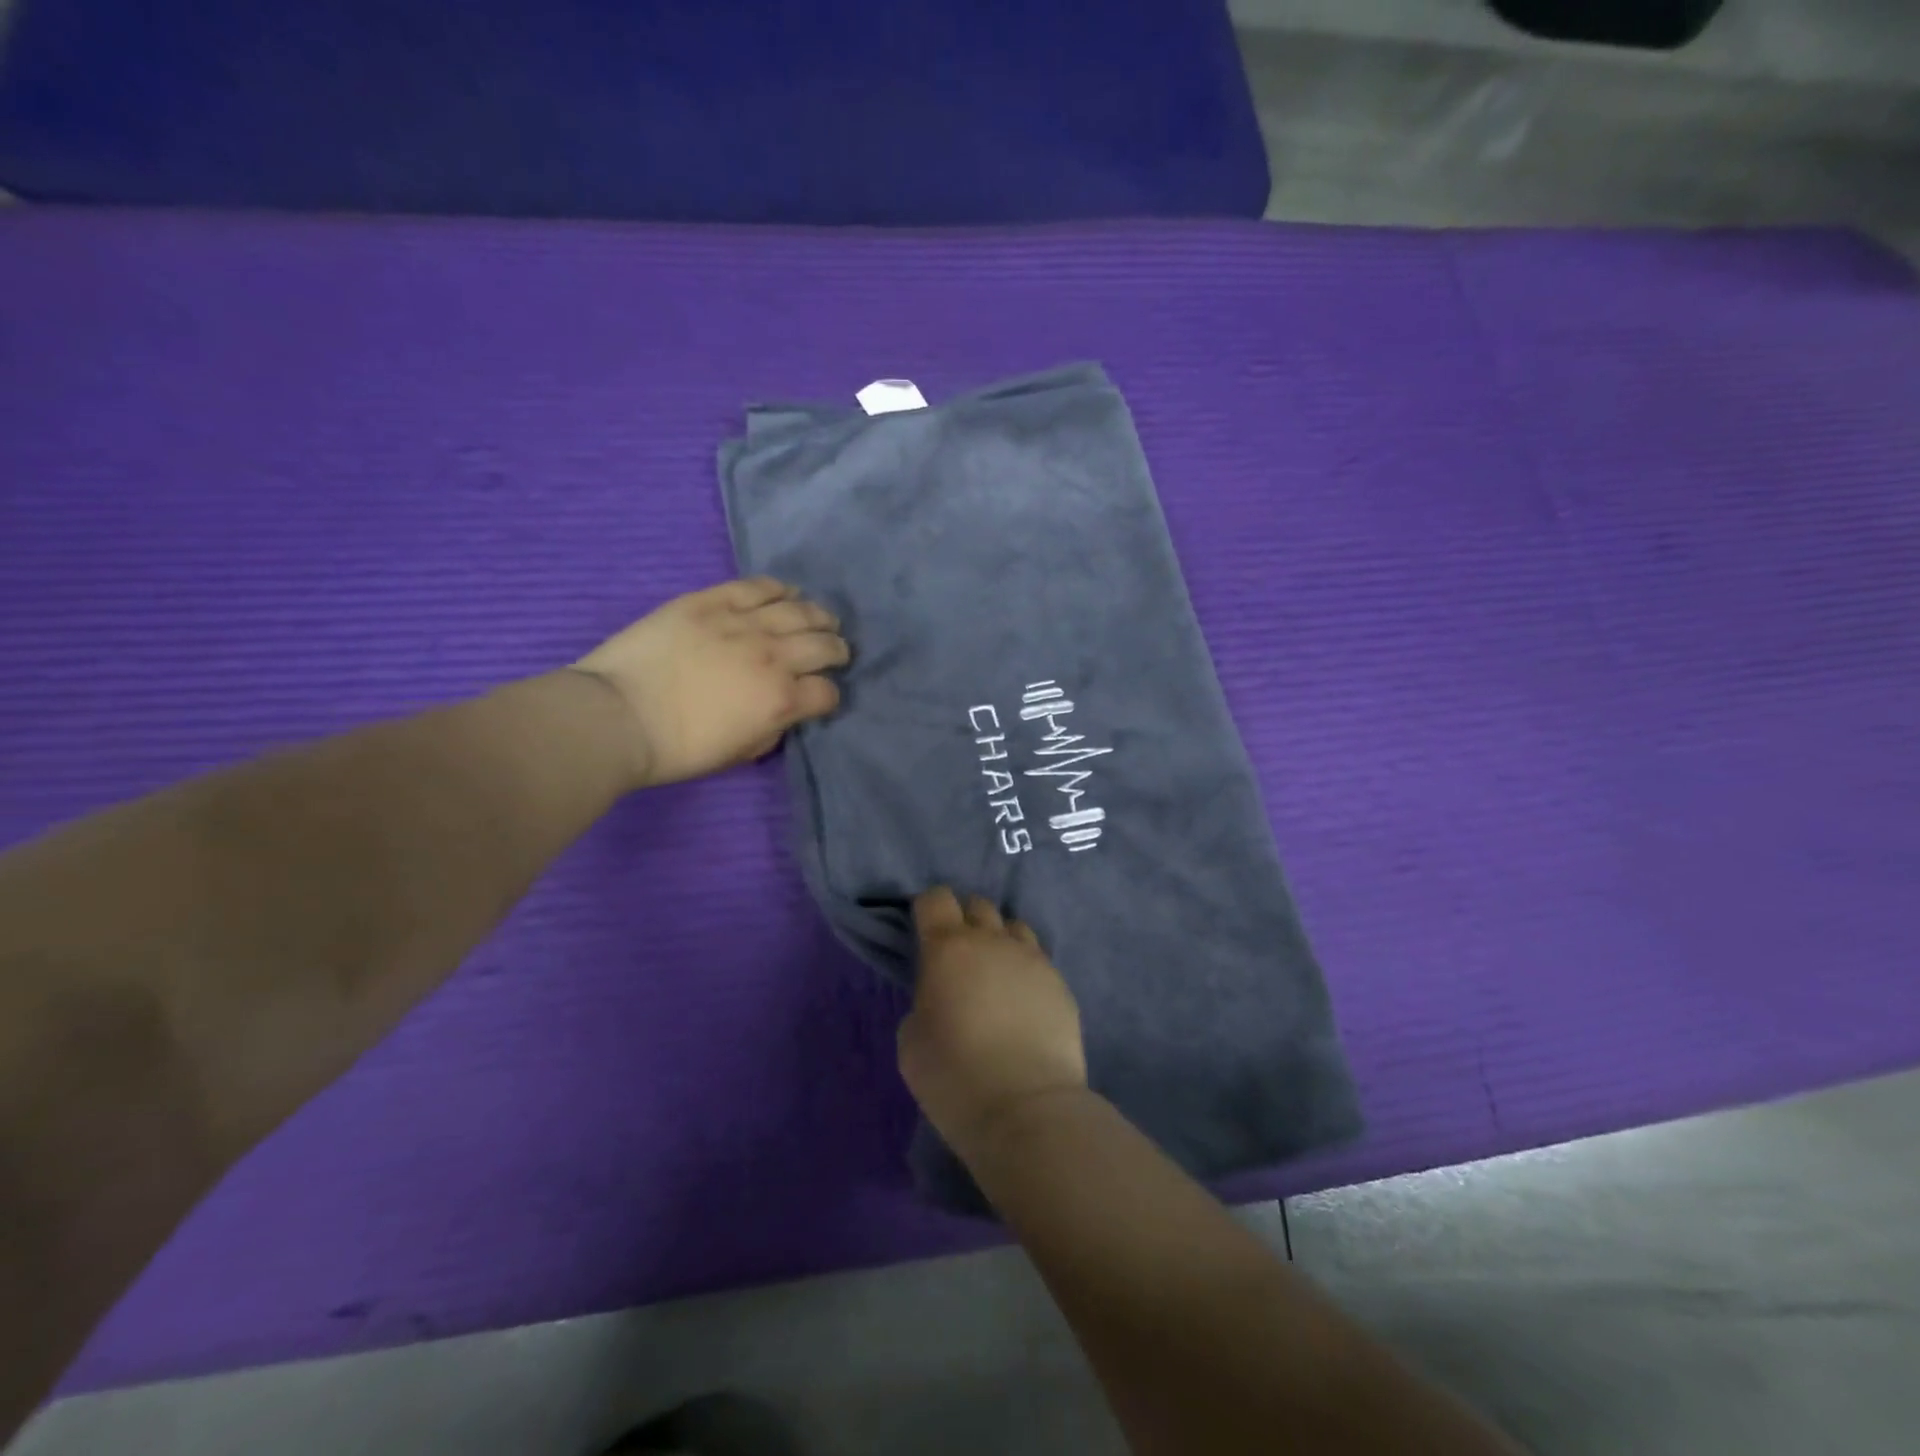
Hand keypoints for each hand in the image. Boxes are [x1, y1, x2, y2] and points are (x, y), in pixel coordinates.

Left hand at [574, 577, 848, 788]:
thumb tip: (782, 712)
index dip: (828, 697)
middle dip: (836, 650)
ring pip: (798, 610)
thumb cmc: (676, 749)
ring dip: (817, 616)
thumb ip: (771, 730)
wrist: (616, 717)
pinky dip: (778, 588)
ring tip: (820, 619)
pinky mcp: (710, 602)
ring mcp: (742, 624)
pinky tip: (786, 592)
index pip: (827, 692)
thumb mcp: (738, 754)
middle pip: (823, 645)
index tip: (819, 698)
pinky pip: (756, 586)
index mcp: (781, 700)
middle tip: (835, 651)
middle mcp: (772, 657)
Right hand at [899, 888, 1087, 1160]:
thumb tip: (941, 996)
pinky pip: (1038, 959)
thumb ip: (923, 1001)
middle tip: (959, 957)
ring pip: (1014, 926)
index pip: (935, 899)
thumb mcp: (911, 1041)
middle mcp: (992, 940)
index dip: (927, 910)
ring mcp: (1031, 958)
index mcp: (948, 948)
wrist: (1026, 1108)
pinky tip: (1022, 1002)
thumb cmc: (954, 1077)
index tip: (924, 933)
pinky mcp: (1060, 982)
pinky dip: (1025, 970)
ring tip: (995, 974)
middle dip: (965, 921)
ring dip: (1000, 940)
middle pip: (978, 905)